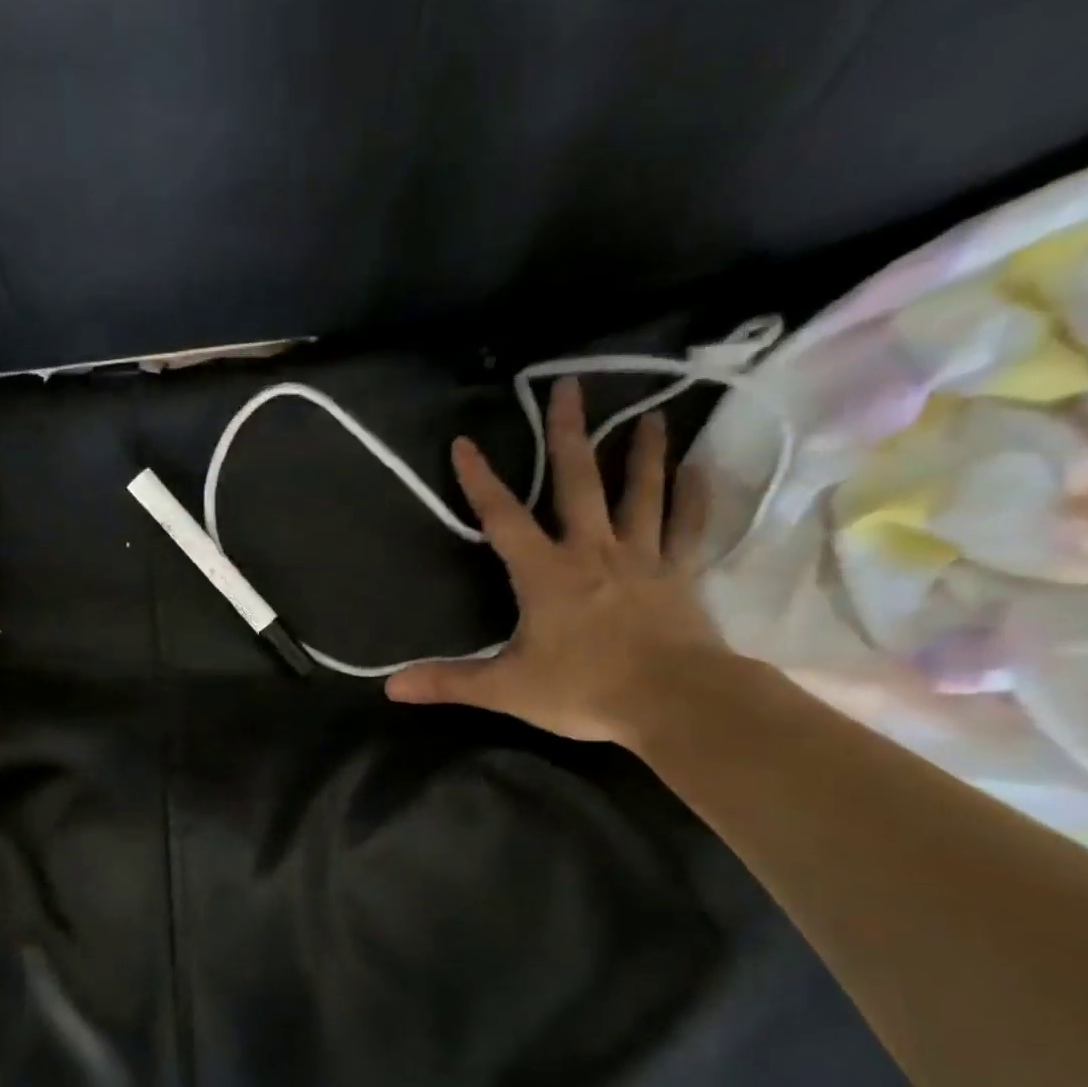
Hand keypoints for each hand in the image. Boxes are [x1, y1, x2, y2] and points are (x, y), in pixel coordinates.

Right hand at [384, 377, 723, 747]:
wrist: (673, 702)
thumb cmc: (583, 689)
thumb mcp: (505, 688)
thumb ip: (448, 681)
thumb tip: (389, 686)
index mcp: (545, 573)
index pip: (503, 518)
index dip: (480, 480)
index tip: (464, 442)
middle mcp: (592, 551)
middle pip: (578, 482)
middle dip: (570, 433)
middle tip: (571, 385)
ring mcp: (642, 558)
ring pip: (641, 493)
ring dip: (641, 453)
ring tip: (648, 415)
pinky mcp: (679, 575)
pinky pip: (687, 526)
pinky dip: (692, 496)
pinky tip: (697, 469)